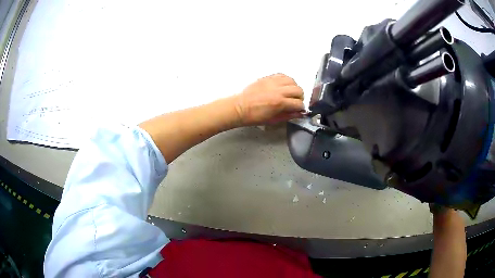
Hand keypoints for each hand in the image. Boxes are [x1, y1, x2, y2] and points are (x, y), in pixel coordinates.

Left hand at [233, 74, 304, 125]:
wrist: (240, 108)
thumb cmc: (253, 116)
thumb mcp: (273, 120)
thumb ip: (288, 115)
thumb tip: (298, 113)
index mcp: (279, 103)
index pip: (298, 103)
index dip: (301, 108)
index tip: (299, 109)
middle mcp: (278, 90)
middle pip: (298, 90)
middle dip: (300, 97)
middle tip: (296, 102)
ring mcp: (273, 82)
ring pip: (292, 81)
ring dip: (294, 87)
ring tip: (290, 93)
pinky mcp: (267, 78)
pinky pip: (282, 75)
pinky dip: (286, 80)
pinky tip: (284, 86)